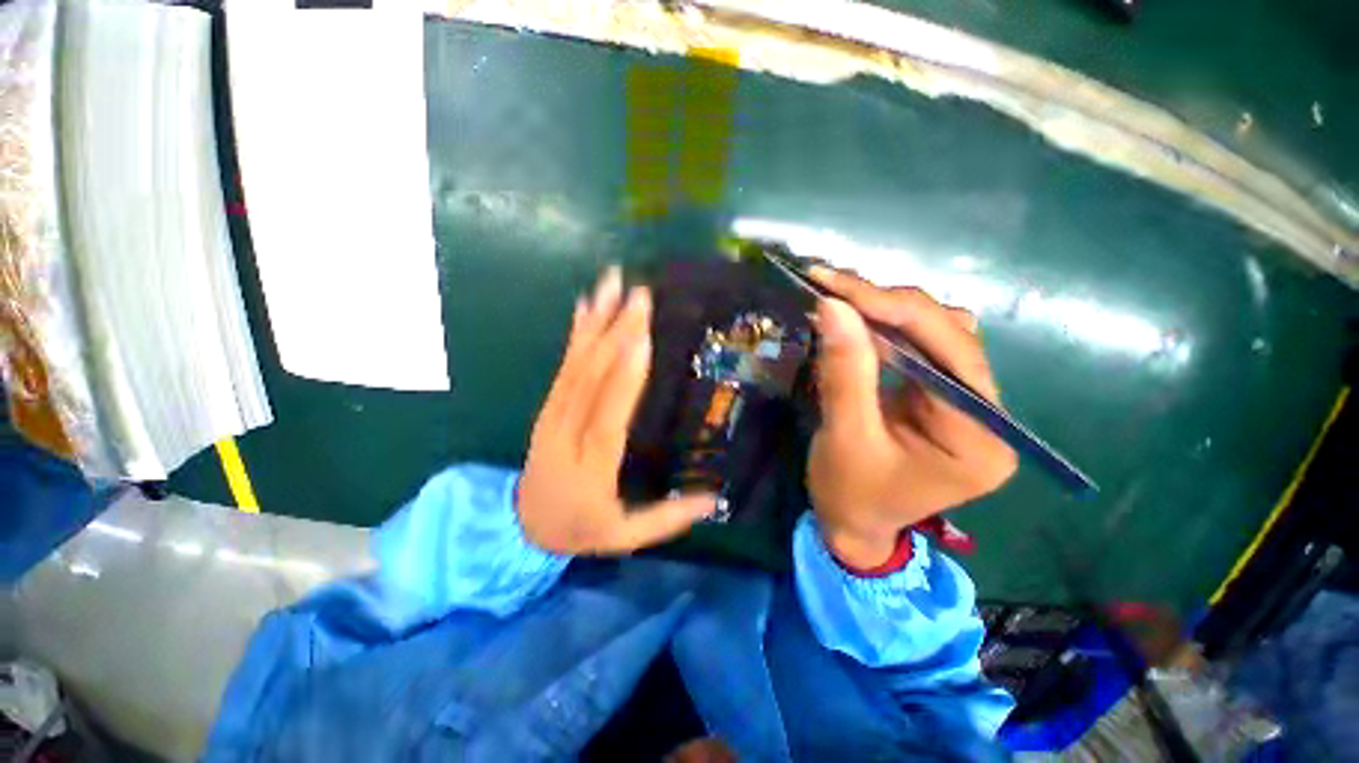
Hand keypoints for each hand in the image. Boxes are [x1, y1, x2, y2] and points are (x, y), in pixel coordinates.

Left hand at [518, 267, 716, 554]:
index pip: (609, 414)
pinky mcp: (550, 405)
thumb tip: (714, 500)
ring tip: (611, 284)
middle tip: (639, 294)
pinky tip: (584, 306)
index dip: (625, 375)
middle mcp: (569, 431)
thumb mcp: (624, 536)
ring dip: (596, 321)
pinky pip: (563, 365)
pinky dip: (574, 333)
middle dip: (617, 332)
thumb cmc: (579, 528)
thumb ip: (668, 518)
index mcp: (591, 464)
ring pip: (576, 363)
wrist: (521, 527)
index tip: (643, 337)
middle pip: (593, 378)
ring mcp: (554, 414)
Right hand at [806, 267, 1017, 568]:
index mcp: (978, 439)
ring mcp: (969, 405)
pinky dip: (888, 328)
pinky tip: (860, 322)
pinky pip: (924, 348)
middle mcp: (989, 416)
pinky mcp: (945, 398)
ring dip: (889, 312)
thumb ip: (844, 372)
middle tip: (831, 286)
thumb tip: (833, 306)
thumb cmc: (848, 493)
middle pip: (949, 336)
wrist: (852, 523)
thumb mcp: (843, 437)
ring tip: (842, 300)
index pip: (948, 352)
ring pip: (939, 334)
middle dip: (887, 305)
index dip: (892, 309)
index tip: (836, 286)